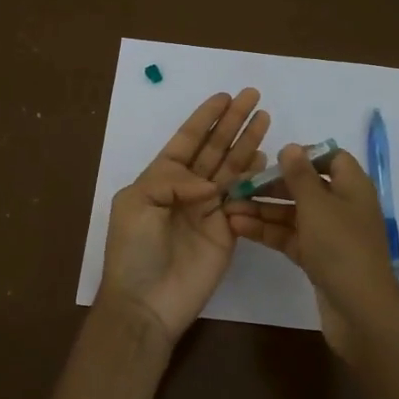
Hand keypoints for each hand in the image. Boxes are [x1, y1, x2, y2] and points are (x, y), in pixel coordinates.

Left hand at [96, 89, 271, 344]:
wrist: (147, 302)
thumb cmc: (133, 250)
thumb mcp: (136, 203)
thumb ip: (171, 180)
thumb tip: (209, 184)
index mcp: (160, 177)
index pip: (187, 140)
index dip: (205, 118)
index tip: (225, 97)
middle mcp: (187, 188)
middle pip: (214, 148)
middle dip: (232, 122)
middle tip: (253, 96)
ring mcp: (209, 209)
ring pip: (231, 168)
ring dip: (247, 143)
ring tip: (265, 118)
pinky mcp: (228, 231)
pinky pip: (243, 199)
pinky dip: (254, 179)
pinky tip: (265, 158)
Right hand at [226, 141, 398, 358]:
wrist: (360, 311)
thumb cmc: (341, 247)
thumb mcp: (317, 205)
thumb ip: (300, 175)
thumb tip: (290, 147)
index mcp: (353, 187)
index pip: (331, 159)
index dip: (303, 157)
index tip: (274, 161)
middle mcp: (343, 207)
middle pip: (305, 187)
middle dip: (271, 186)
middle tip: (237, 186)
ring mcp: (330, 235)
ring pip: (293, 214)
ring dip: (262, 209)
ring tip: (227, 208)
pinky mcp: (318, 259)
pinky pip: (289, 237)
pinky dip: (267, 231)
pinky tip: (238, 227)